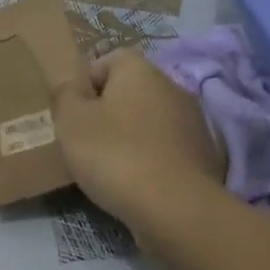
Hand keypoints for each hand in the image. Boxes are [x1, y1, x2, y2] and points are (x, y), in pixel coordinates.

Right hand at [52, 48, 228, 246]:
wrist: (176, 209)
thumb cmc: (115, 154)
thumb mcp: (71, 121)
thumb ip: (65, 95)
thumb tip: (70, 84)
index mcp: (139, 70)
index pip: (108, 60)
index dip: (86, 83)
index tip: (73, 112)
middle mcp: (171, 87)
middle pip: (131, 91)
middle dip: (108, 111)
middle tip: (86, 140)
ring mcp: (193, 122)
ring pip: (150, 121)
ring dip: (131, 136)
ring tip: (110, 166)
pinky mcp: (204, 157)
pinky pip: (167, 148)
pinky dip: (151, 159)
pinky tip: (137, 183)